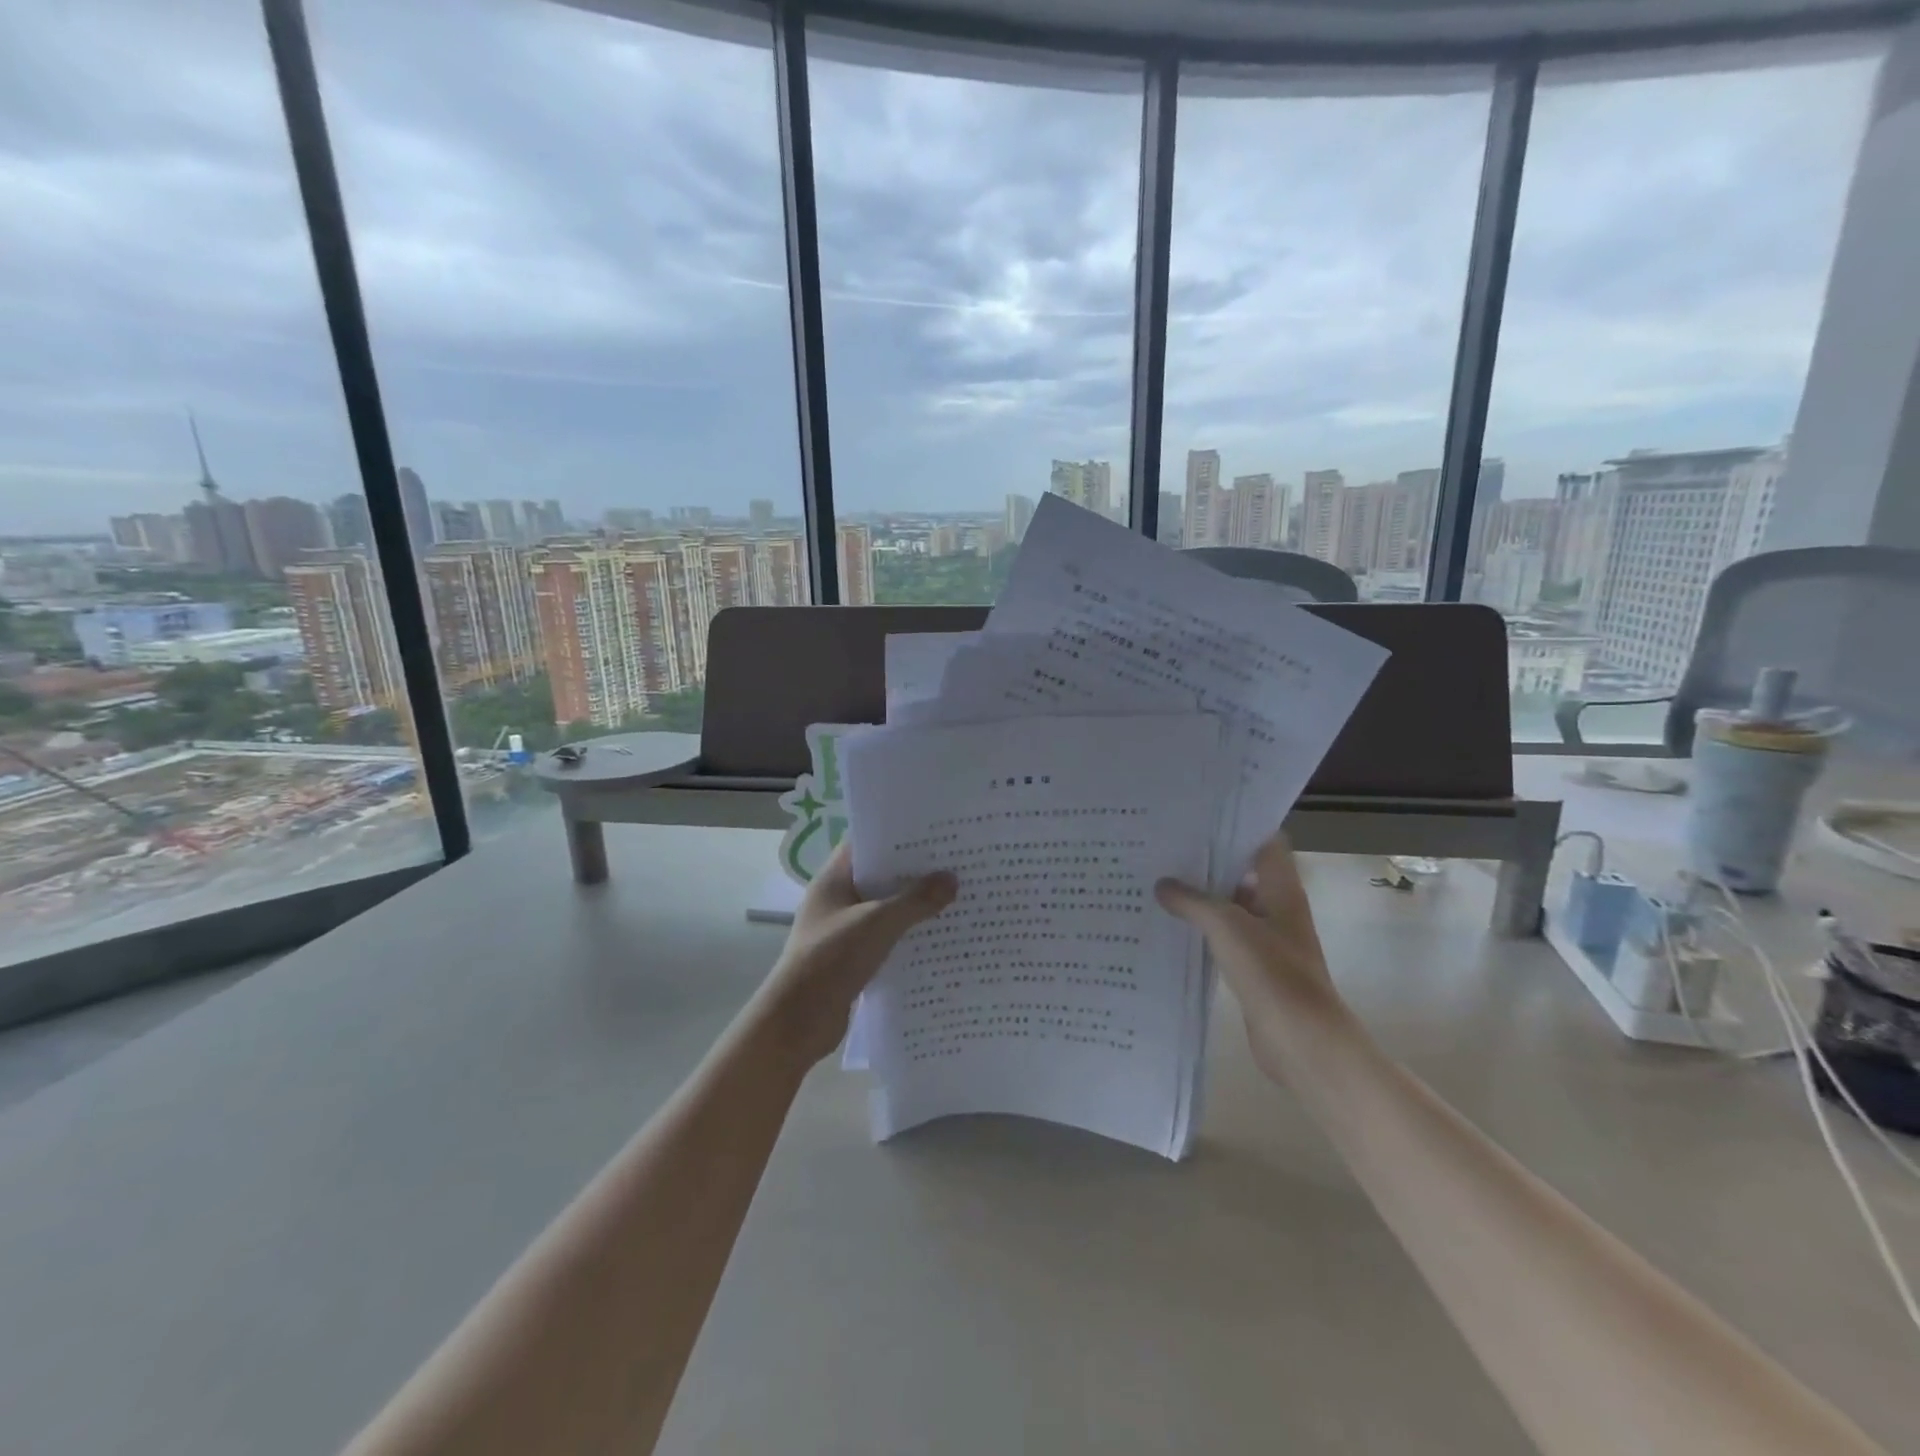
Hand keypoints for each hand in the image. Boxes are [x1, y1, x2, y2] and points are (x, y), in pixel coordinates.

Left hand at [757, 841, 956, 1065]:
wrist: (797, 1022)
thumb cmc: (831, 959)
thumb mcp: (877, 923)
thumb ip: (915, 900)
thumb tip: (952, 879)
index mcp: (833, 879)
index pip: (866, 843)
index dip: (897, 836)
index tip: (933, 832)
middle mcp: (837, 899)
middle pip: (880, 876)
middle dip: (913, 871)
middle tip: (954, 862)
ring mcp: (843, 929)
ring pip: (885, 908)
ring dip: (913, 905)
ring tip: (955, 895)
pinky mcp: (852, 958)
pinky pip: (885, 937)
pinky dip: (907, 935)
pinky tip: (938, 936)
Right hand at [1156, 833, 1347, 1081]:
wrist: (1301, 1040)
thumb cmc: (1271, 972)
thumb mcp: (1226, 925)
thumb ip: (1192, 900)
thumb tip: (1162, 884)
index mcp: (1281, 889)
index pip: (1264, 842)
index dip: (1235, 827)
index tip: (1196, 819)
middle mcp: (1278, 908)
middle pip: (1242, 872)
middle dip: (1208, 861)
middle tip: (1165, 848)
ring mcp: (1268, 939)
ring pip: (1231, 906)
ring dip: (1202, 897)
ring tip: (1158, 882)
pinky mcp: (1255, 968)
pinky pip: (1225, 937)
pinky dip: (1202, 929)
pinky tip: (1171, 926)